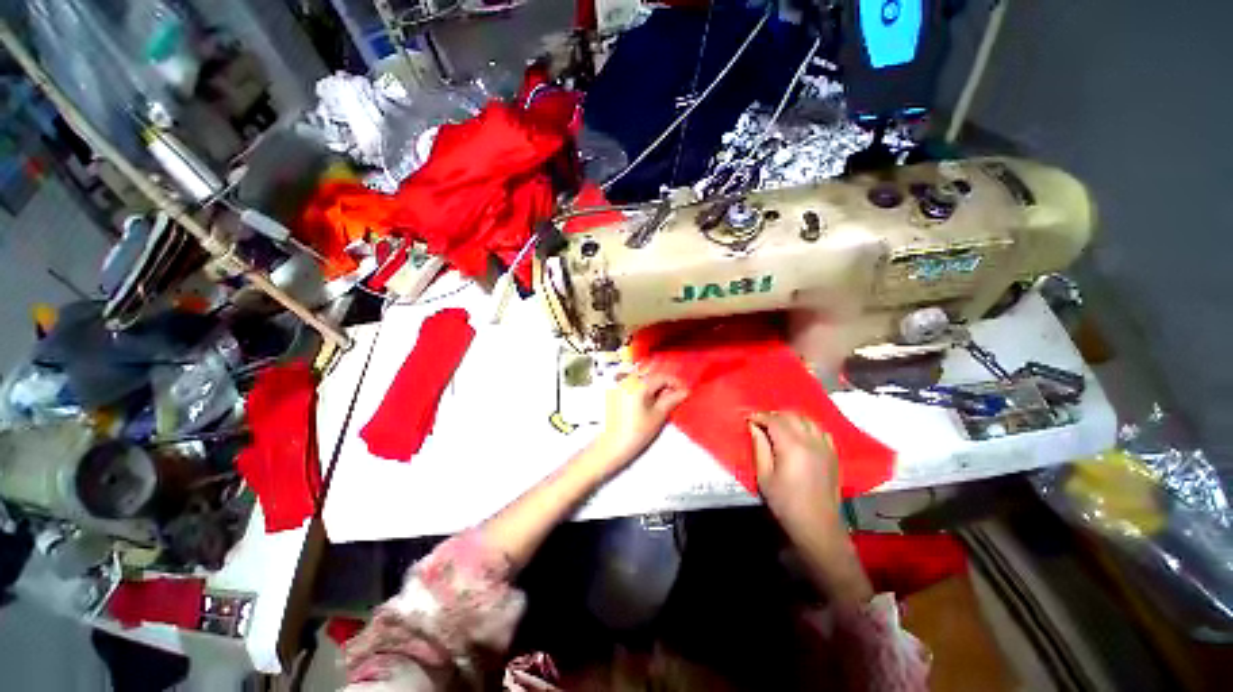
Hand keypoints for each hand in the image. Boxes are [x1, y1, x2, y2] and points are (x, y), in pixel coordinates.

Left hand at [590, 368, 687, 467]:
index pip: (662, 376)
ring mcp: (620, 386)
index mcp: (638, 384)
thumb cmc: (635, 433)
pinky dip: (645, 391)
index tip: (685, 393)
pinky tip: (649, 403)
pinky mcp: (616, 393)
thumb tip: (684, 392)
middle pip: (652, 375)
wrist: (610, 448)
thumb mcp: (657, 416)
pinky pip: (634, 385)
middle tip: (675, 398)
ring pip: (643, 380)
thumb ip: (671, 400)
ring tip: (663, 402)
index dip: (676, 383)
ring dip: (655, 387)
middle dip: (665, 385)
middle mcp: (628, 380)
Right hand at [750, 412, 872, 603]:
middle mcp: (811, 441)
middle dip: (774, 415)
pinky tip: (800, 434)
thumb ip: (759, 447)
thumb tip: (754, 426)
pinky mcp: (833, 454)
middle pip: (791, 416)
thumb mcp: (764, 476)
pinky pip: (820, 430)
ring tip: (778, 426)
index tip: (748, 418)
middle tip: (760, 423)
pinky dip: (807, 426)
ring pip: (807, 420)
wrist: (818, 526)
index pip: (774, 420)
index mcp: (792, 446)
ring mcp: (825, 446)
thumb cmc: (786, 503)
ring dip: (791, 418)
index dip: (759, 416)